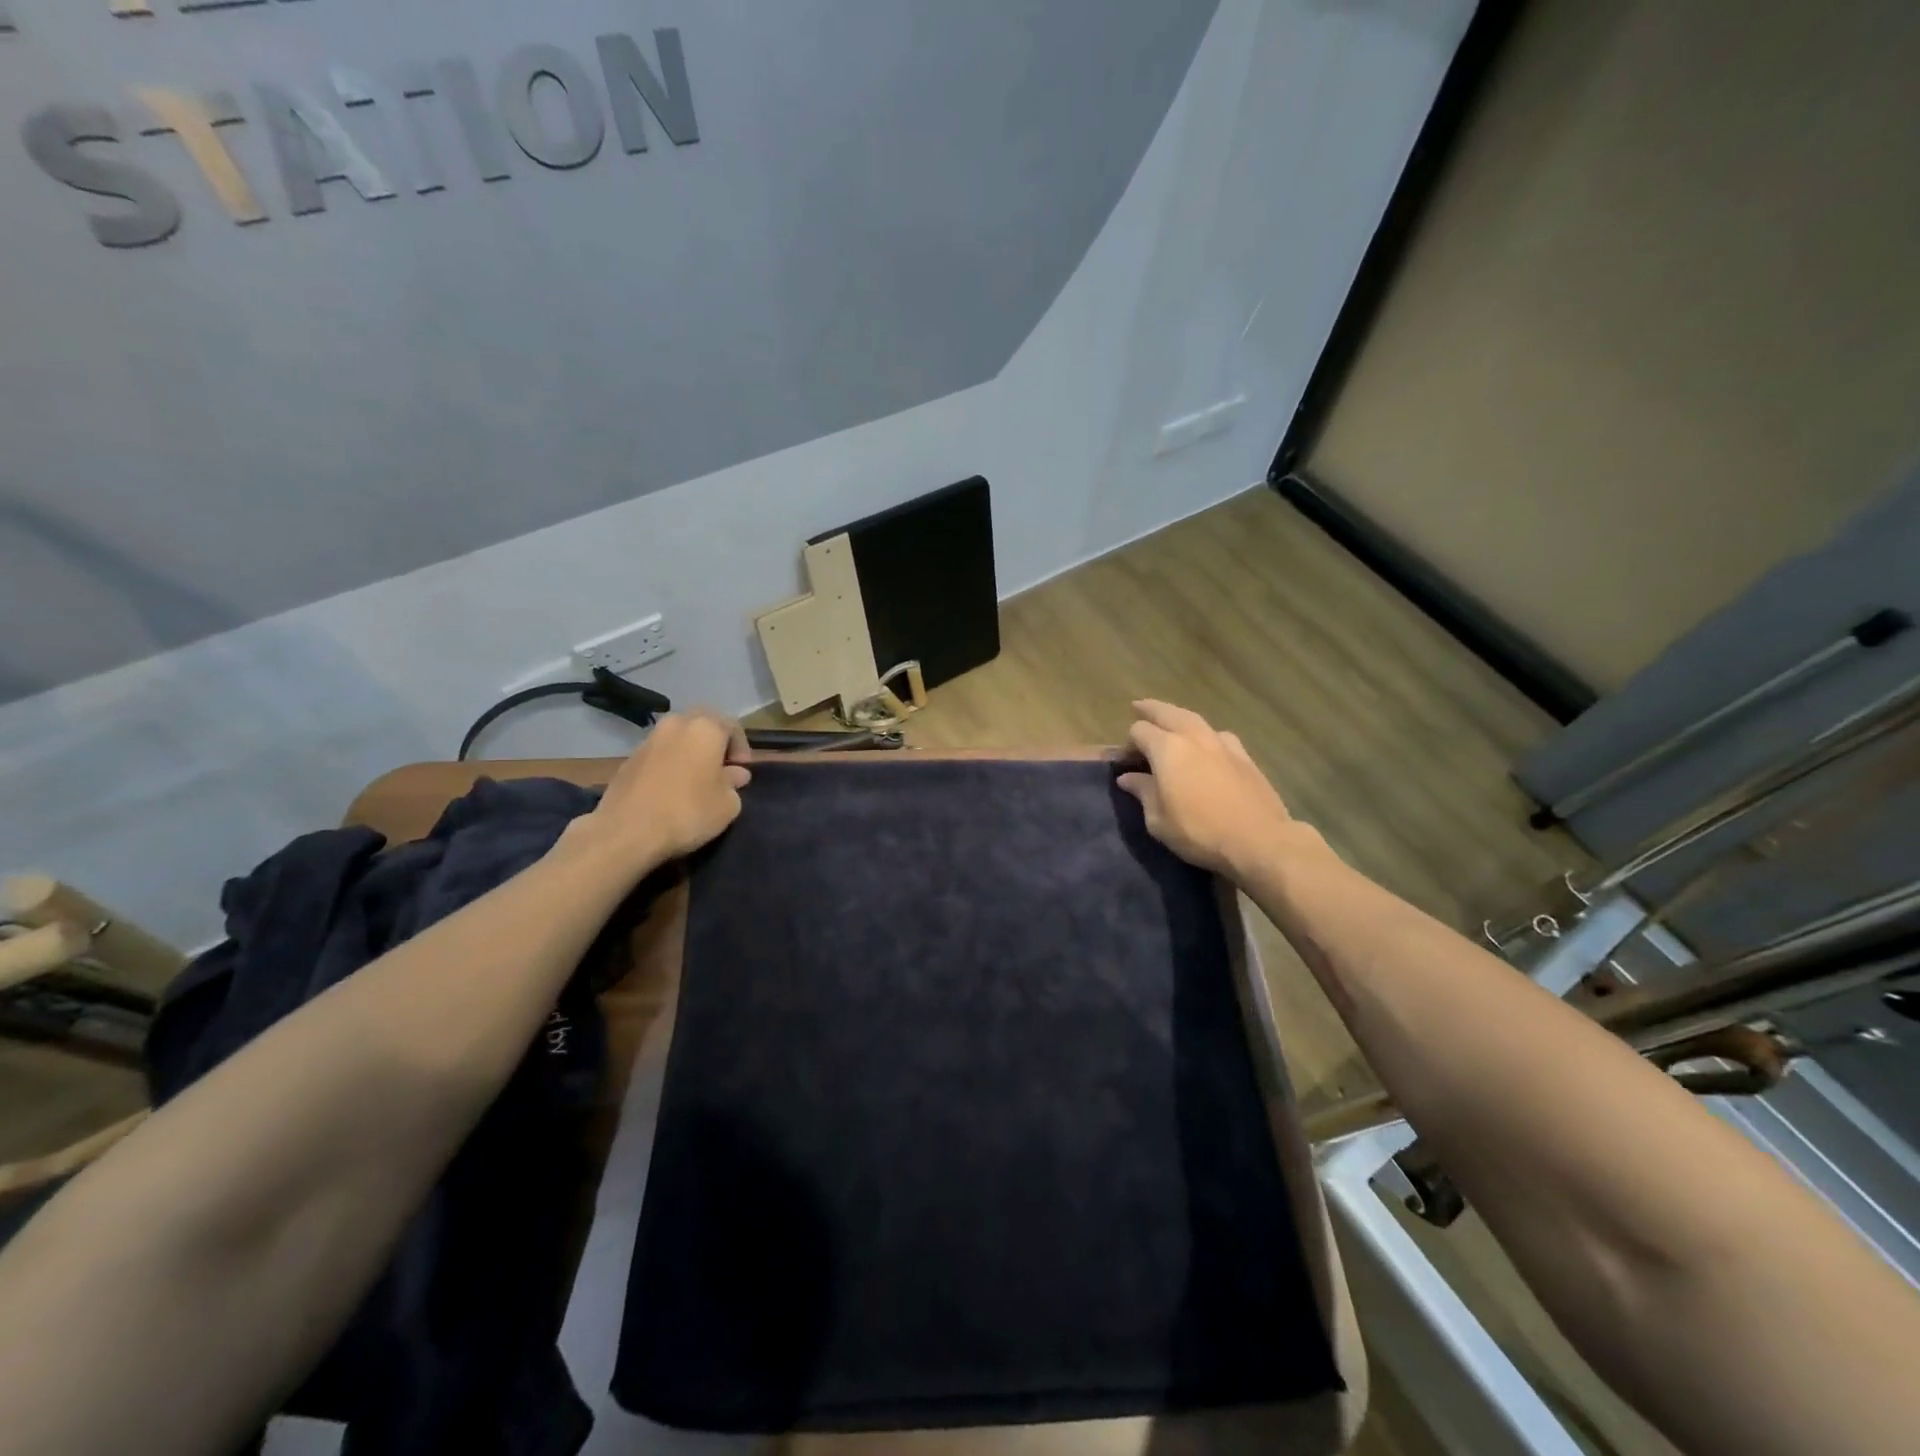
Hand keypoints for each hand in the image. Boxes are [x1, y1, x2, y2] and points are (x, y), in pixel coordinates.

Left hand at [582, 710, 752, 870]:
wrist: (627, 831)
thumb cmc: (688, 812)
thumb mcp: (728, 804)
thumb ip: (734, 783)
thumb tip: (734, 774)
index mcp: (705, 728)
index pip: (732, 725)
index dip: (742, 747)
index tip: (742, 771)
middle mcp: (676, 724)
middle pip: (702, 724)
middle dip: (715, 743)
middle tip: (721, 769)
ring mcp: (648, 740)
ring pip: (678, 737)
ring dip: (690, 752)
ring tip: (696, 780)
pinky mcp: (628, 759)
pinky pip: (659, 754)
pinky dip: (670, 763)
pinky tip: (672, 789)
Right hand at [1116, 700, 1296, 877]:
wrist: (1259, 840)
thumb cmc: (1199, 832)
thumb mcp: (1158, 820)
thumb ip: (1143, 792)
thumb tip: (1128, 778)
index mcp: (1167, 749)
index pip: (1139, 731)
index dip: (1127, 742)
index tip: (1123, 759)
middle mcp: (1193, 737)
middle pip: (1167, 712)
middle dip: (1150, 710)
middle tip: (1138, 708)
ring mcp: (1222, 744)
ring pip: (1194, 719)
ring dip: (1178, 718)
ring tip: (1170, 723)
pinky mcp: (1244, 756)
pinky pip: (1218, 735)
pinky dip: (1205, 735)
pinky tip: (1207, 745)